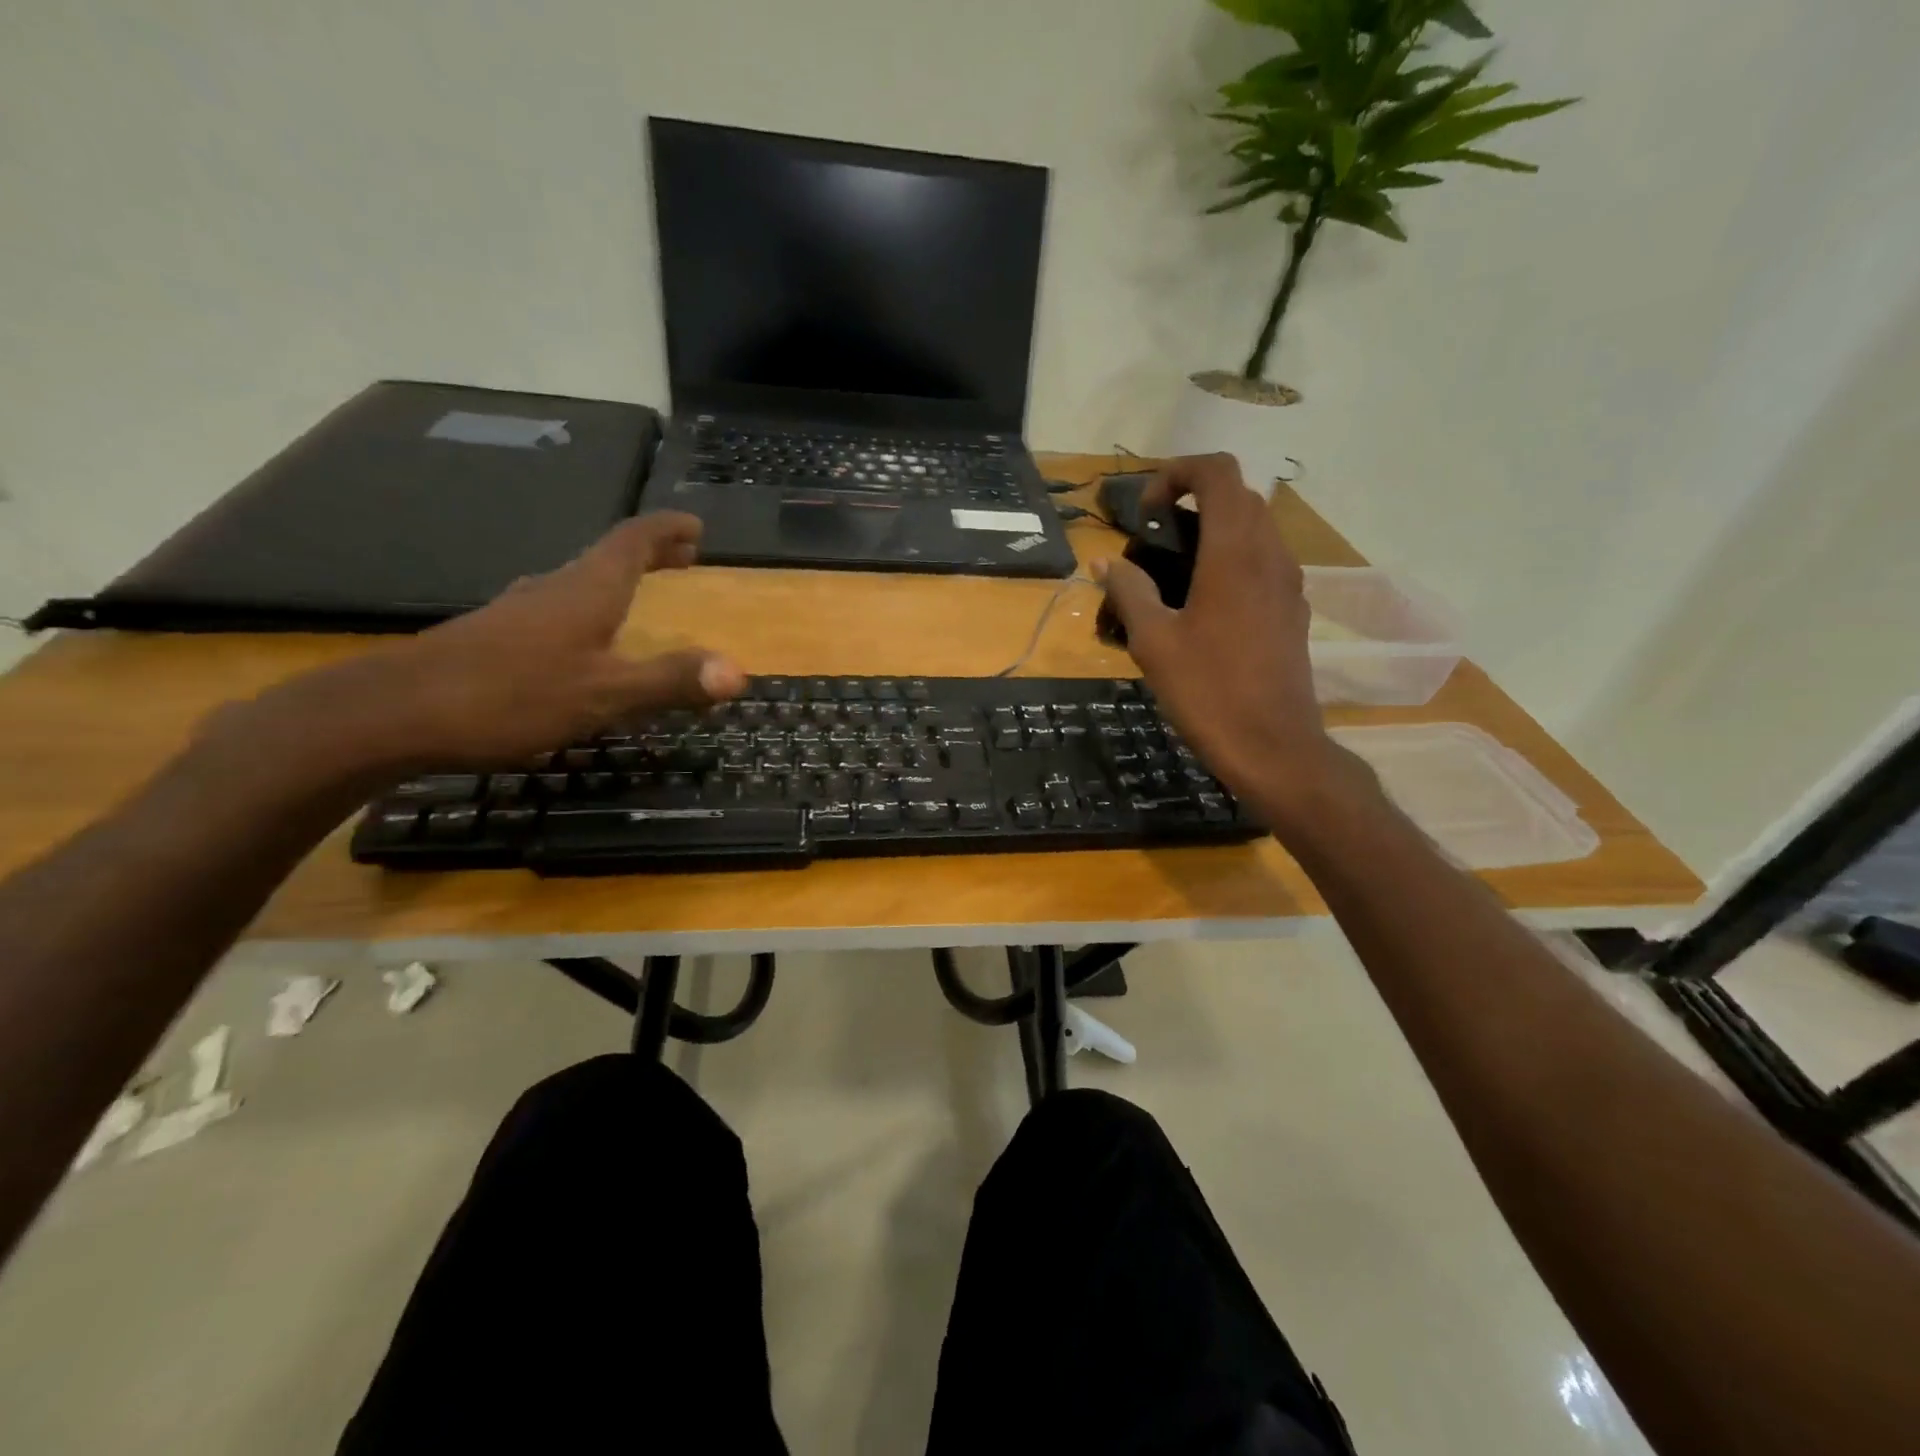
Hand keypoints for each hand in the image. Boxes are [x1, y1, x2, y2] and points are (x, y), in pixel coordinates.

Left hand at [253, 513, 745, 773]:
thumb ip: (670, 681)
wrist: (392, 713)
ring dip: (615, 580)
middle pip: (607, 557)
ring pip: (577, 582)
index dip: (665, 530)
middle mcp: (552, 590)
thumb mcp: (603, 694)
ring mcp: (517, 612)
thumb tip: (739, 673)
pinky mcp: (493, 637)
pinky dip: (586, 608)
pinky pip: (554, 608)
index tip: (695, 525)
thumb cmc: (509, 696)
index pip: (632, 541)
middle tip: (681, 556)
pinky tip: (579, 638)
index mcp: (586, 591)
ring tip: (639, 592)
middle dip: (648, 554)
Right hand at [1095, 454, 1340, 818]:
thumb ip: (1129, 592)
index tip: (1147, 512)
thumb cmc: (1208, 692)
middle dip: (1192, 501)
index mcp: (1234, 553)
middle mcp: (1270, 554)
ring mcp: (1288, 582)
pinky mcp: (1293, 610)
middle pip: (1237, 496)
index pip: (1217, 472)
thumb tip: (1105, 563)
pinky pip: (1264, 561)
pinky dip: (1233, 560)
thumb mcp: (1154, 642)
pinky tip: (1204, 606)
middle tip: (1155, 541)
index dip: (1177, 473)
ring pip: (1255, 528)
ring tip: (1175, 573)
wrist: (1273, 746)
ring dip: (1215, 531)